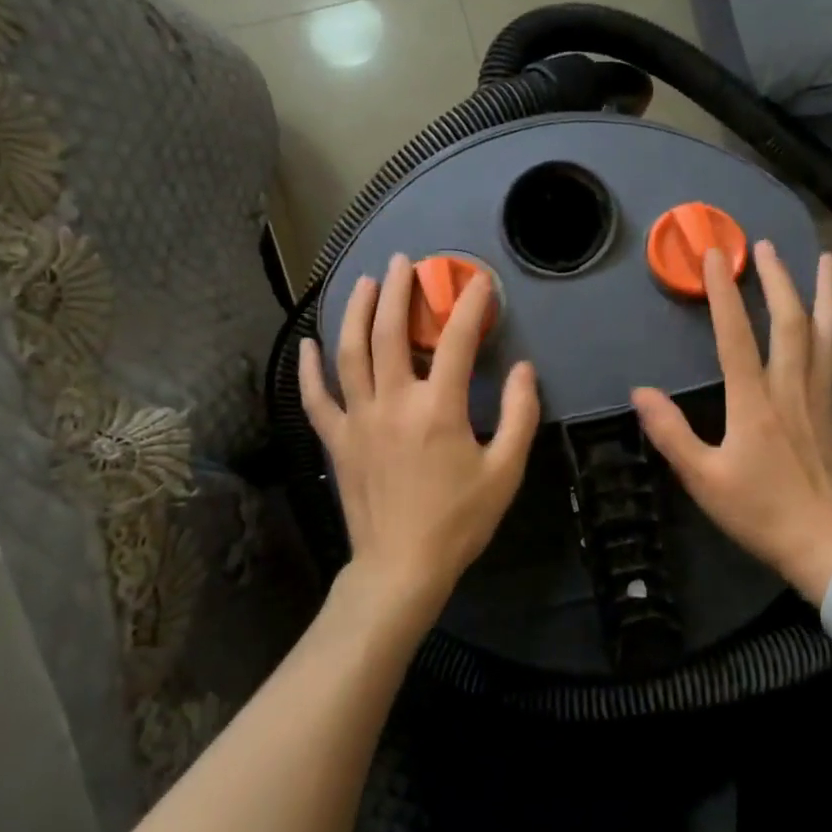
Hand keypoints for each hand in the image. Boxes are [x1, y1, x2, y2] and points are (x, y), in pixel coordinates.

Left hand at [299, 253, 539, 626]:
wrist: (401, 568)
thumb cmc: (458, 520)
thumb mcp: (505, 471)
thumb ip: (521, 415)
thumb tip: (524, 370)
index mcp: (438, 409)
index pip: (458, 341)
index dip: (470, 305)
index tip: (479, 281)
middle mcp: (393, 403)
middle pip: (389, 333)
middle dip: (397, 291)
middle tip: (404, 263)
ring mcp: (358, 420)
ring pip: (349, 353)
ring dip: (355, 312)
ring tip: (363, 283)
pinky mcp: (336, 440)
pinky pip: (316, 397)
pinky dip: (309, 369)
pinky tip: (307, 343)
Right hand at [632, 242, 831, 604]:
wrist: (828, 545)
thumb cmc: (762, 512)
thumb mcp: (705, 480)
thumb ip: (672, 434)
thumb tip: (640, 393)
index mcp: (754, 402)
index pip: (736, 335)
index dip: (724, 293)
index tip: (714, 256)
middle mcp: (789, 388)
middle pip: (789, 321)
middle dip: (777, 278)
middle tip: (764, 244)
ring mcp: (816, 396)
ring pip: (824, 333)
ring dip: (823, 292)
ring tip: (827, 259)